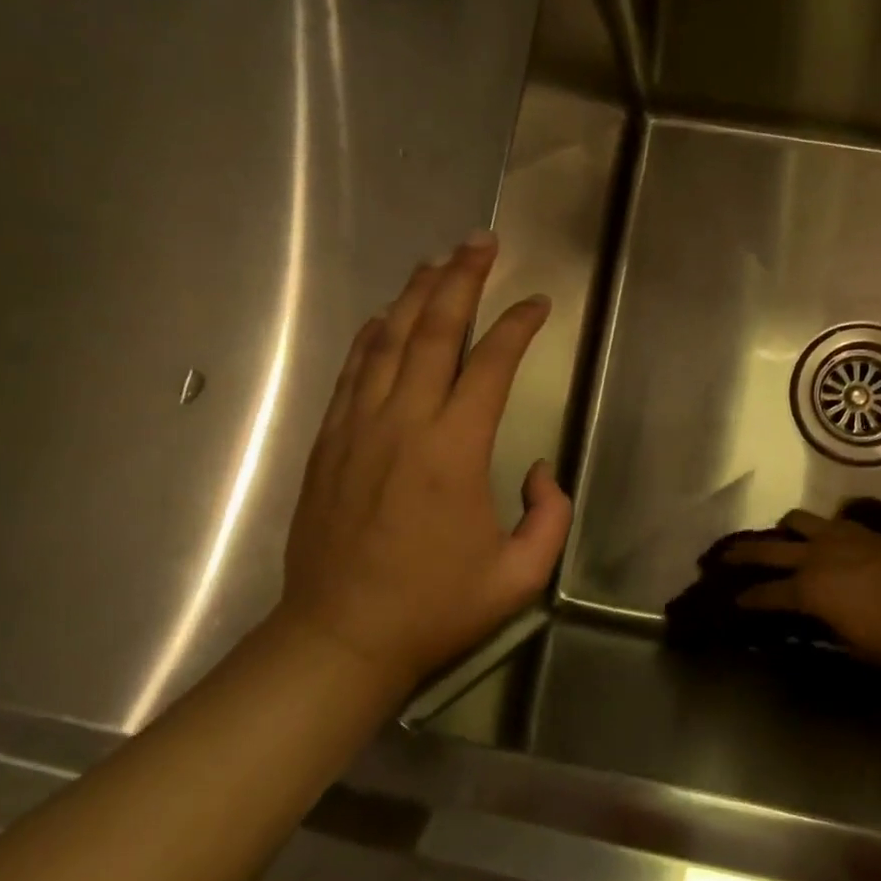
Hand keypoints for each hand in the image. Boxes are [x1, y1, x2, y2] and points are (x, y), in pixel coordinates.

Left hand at [278, 231, 570, 691]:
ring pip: (387, 341)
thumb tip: (537, 469)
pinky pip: (353, 371)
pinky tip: (387, 315)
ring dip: (415, 295)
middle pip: (433, 330)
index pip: (491, 364)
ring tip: (438, 261)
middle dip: (461, 279)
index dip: (518, 325)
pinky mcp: (331, 441)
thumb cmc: (434, 608)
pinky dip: (372, 335)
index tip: (538, 302)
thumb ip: (549, 515)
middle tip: (481, 242)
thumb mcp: (519, 576)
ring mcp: (359, 427)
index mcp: (454, 450)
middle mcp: (404, 423)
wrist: (339, 638)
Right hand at [723, 509, 880, 670]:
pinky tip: (819, 539)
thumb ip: (824, 629)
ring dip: (782, 530)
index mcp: (809, 590)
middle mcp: (815, 556)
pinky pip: (827, 522)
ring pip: (796, 521)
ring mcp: (838, 537)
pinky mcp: (860, 530)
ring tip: (778, 537)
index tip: (732, 601)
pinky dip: (815, 529)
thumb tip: (811, 623)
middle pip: (768, 548)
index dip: (747, 599)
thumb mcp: (851, 644)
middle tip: (723, 556)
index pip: (766, 593)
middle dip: (742, 553)